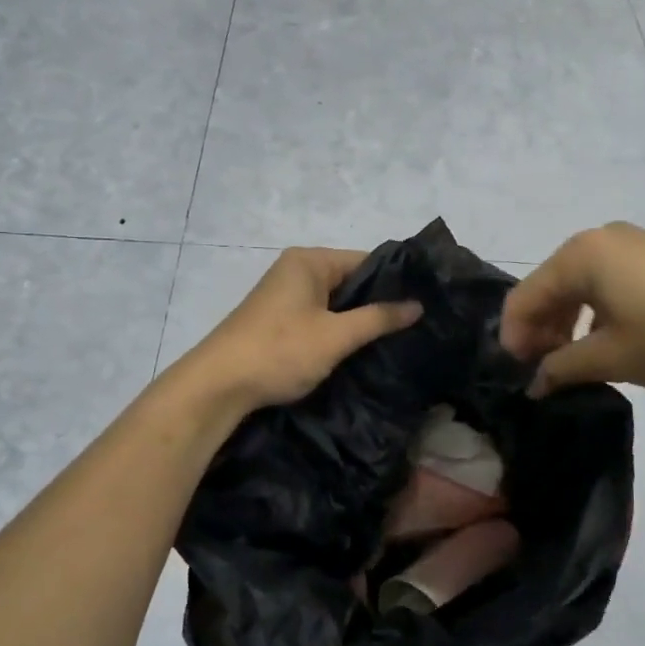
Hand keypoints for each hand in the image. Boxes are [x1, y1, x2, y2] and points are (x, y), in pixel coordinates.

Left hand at [184, 247, 421, 409]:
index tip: (425, 302)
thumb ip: (378, 318)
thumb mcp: (336, 336)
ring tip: (396, 338)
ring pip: (335, 302)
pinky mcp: (278, 319)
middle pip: (350, 280)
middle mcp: (296, 270)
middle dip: (378, 303)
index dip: (395, 281)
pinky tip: (359, 348)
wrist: (219, 385)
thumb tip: (417, 305)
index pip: (366, 260)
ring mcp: (284, 295)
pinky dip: (337, 330)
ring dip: (358, 320)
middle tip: (416, 324)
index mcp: (309, 261)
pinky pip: (319, 316)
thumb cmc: (280, 352)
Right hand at [500, 222, 644, 397]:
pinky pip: (607, 283)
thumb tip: (534, 383)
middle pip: (550, 286)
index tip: (518, 374)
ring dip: (566, 323)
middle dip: (540, 330)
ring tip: (572, 363)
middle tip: (543, 372)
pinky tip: (603, 343)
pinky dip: (595, 312)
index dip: (514, 337)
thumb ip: (562, 368)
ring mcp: (633, 245)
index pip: (525, 296)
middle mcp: (601, 239)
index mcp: (581, 255)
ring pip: (579, 285)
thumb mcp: (612, 358)